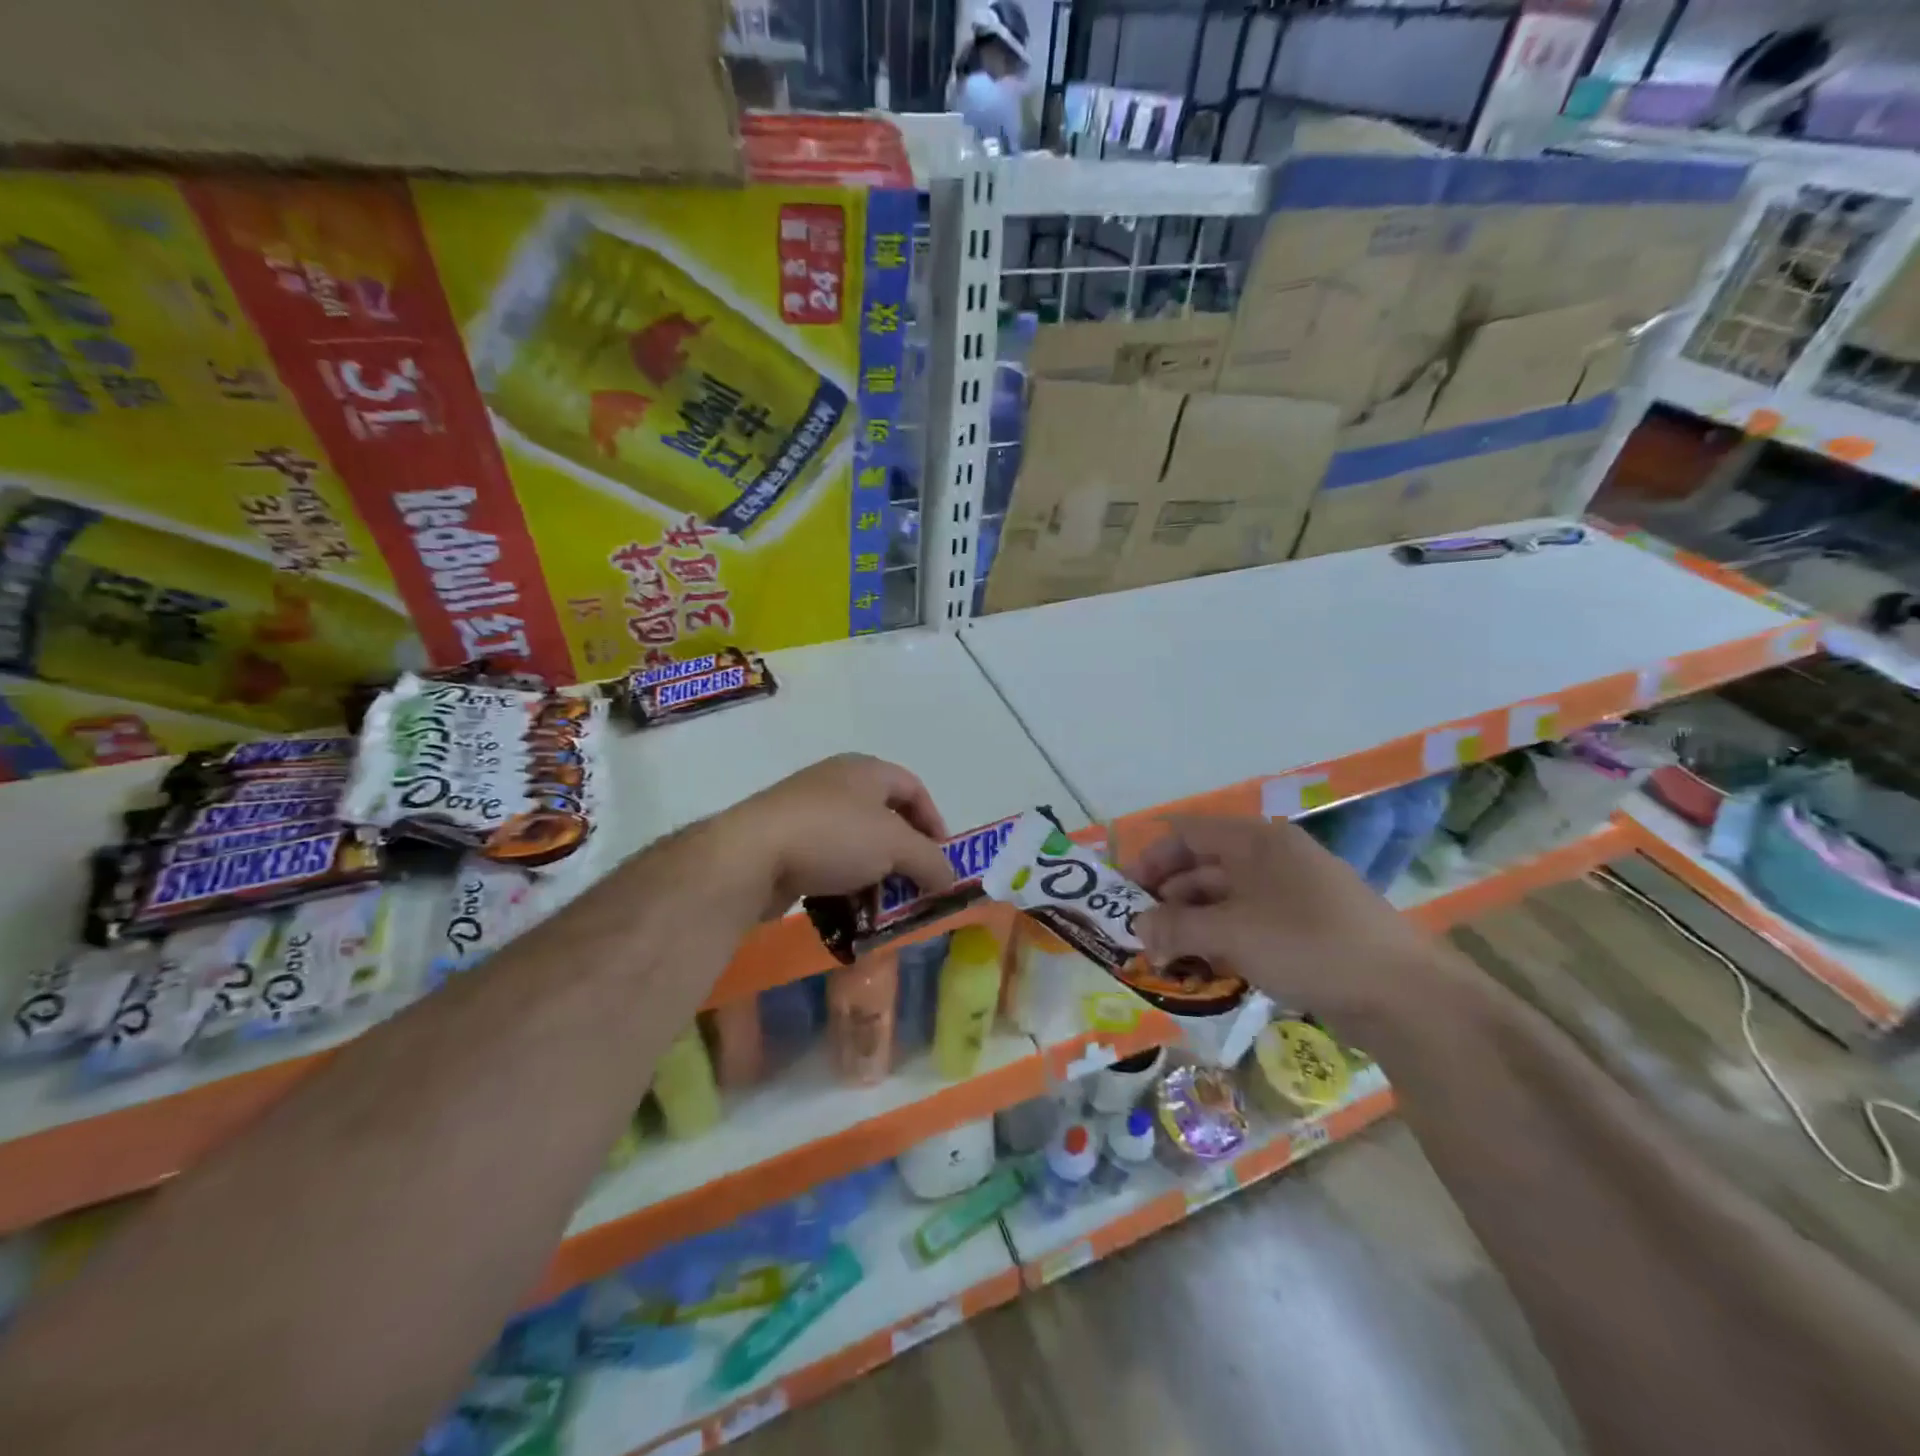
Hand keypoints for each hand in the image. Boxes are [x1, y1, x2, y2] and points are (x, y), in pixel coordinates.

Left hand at [709, 754, 955, 921]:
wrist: (751, 855)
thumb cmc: (834, 835)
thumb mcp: (896, 846)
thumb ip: (931, 861)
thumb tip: (950, 880)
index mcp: (865, 770)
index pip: (913, 788)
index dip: (934, 821)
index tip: (942, 859)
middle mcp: (837, 785)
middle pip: (885, 819)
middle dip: (905, 857)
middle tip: (916, 887)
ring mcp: (807, 814)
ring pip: (856, 846)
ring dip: (875, 877)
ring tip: (885, 907)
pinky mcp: (785, 845)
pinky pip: (828, 865)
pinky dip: (845, 886)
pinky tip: (850, 912)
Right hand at [1126, 815, 1448, 1031]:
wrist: (1403, 995)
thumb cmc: (1307, 944)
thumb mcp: (1231, 933)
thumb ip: (1176, 927)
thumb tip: (1136, 929)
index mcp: (1255, 840)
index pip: (1186, 834)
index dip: (1149, 860)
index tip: (1123, 895)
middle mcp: (1271, 858)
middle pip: (1202, 867)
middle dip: (1166, 899)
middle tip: (1139, 935)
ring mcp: (1291, 894)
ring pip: (1224, 900)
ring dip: (1191, 925)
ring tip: (1166, 960)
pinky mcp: (1306, 928)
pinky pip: (1249, 924)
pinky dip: (1221, 942)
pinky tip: (1204, 970)